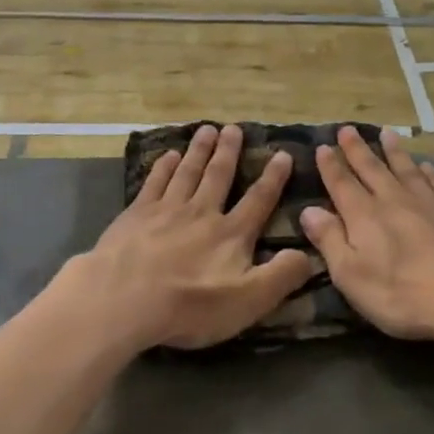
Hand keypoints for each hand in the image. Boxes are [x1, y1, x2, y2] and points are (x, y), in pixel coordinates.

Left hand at [71, 124, 313, 350]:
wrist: (126, 298)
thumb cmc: (190, 305)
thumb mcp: (249, 300)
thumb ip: (281, 276)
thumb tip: (308, 255)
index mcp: (231, 234)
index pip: (258, 200)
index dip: (273, 178)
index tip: (283, 154)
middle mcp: (201, 213)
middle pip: (218, 176)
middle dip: (229, 152)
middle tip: (234, 128)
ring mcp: (165, 210)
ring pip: (186, 172)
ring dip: (198, 151)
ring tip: (206, 130)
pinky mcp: (135, 215)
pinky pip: (153, 182)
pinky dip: (162, 167)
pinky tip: (167, 155)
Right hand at [300, 126, 433, 347]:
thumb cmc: (404, 293)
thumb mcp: (351, 276)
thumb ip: (329, 240)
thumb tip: (308, 210)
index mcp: (364, 216)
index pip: (341, 184)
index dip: (330, 166)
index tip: (322, 146)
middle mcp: (393, 200)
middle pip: (372, 169)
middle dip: (357, 149)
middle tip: (347, 129)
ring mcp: (428, 203)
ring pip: (405, 169)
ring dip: (393, 151)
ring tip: (386, 133)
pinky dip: (429, 172)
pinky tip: (426, 166)